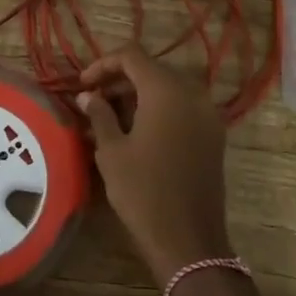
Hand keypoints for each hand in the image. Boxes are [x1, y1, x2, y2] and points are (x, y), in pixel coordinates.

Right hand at [78, 47, 233, 285]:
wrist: (188, 239)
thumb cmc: (143, 191)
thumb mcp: (112, 151)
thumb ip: (99, 114)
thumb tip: (88, 95)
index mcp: (166, 90)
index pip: (132, 56)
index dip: (103, 64)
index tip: (82, 85)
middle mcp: (192, 94)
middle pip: (152, 70)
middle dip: (120, 80)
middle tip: (93, 100)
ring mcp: (207, 114)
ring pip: (168, 89)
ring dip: (138, 95)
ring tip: (109, 117)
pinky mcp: (213, 135)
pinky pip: (182, 108)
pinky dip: (158, 110)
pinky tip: (136, 131)